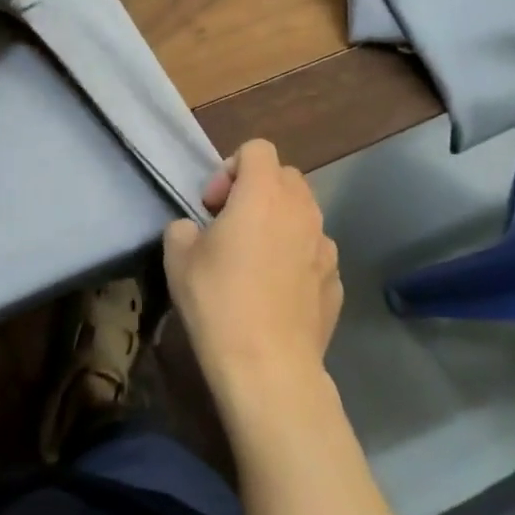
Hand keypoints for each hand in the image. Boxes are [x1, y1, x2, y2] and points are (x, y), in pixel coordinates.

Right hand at [162, 140, 342, 411]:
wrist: (268, 366)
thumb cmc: (218, 301)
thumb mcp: (178, 259)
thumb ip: (183, 229)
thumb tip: (194, 231)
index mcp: (263, 193)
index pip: (256, 149)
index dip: (230, 168)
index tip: (213, 206)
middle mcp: (302, 210)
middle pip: (285, 176)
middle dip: (257, 190)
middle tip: (231, 226)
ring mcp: (325, 246)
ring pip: (304, 215)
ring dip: (279, 223)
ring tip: (255, 260)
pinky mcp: (336, 280)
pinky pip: (313, 253)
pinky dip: (296, 259)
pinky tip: (276, 293)